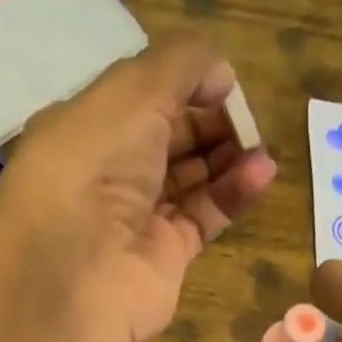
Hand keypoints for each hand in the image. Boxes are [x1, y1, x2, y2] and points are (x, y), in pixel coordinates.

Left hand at [0, 33, 277, 341]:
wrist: (79, 276)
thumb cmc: (94, 169)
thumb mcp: (133, 91)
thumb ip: (182, 64)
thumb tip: (221, 73)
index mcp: (84, 127)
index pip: (139, 97)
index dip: (181, 84)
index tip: (220, 81)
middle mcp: (107, 173)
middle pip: (168, 137)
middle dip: (208, 121)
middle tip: (244, 117)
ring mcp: (136, 218)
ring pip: (189, 178)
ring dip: (227, 156)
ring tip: (260, 145)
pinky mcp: (165, 257)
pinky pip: (204, 216)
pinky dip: (233, 193)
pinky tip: (262, 173)